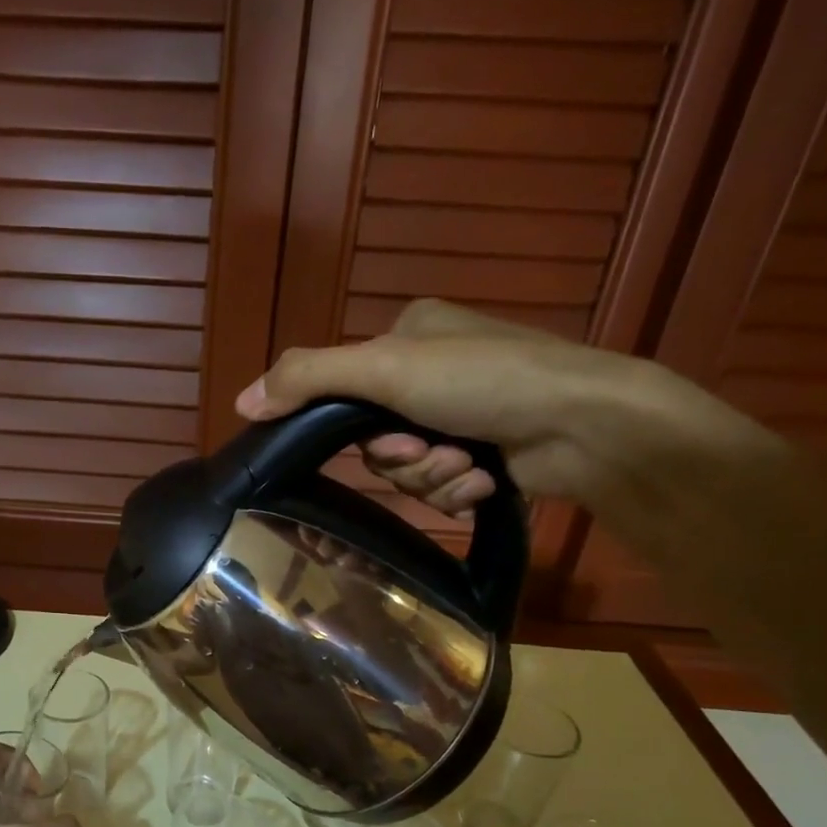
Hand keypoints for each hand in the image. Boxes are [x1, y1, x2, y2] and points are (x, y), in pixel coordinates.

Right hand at [233, 299, 705, 516]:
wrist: (586, 425)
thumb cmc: (485, 381)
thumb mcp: (385, 368)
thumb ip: (308, 379)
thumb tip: (240, 402)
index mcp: (410, 335)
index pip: (346, 393)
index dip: (358, 430)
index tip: (389, 438)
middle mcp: (433, 371)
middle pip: (376, 439)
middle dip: (403, 459)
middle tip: (434, 452)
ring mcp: (463, 414)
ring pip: (408, 470)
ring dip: (433, 478)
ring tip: (470, 468)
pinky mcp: (487, 454)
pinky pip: (442, 487)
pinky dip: (459, 491)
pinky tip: (486, 483)